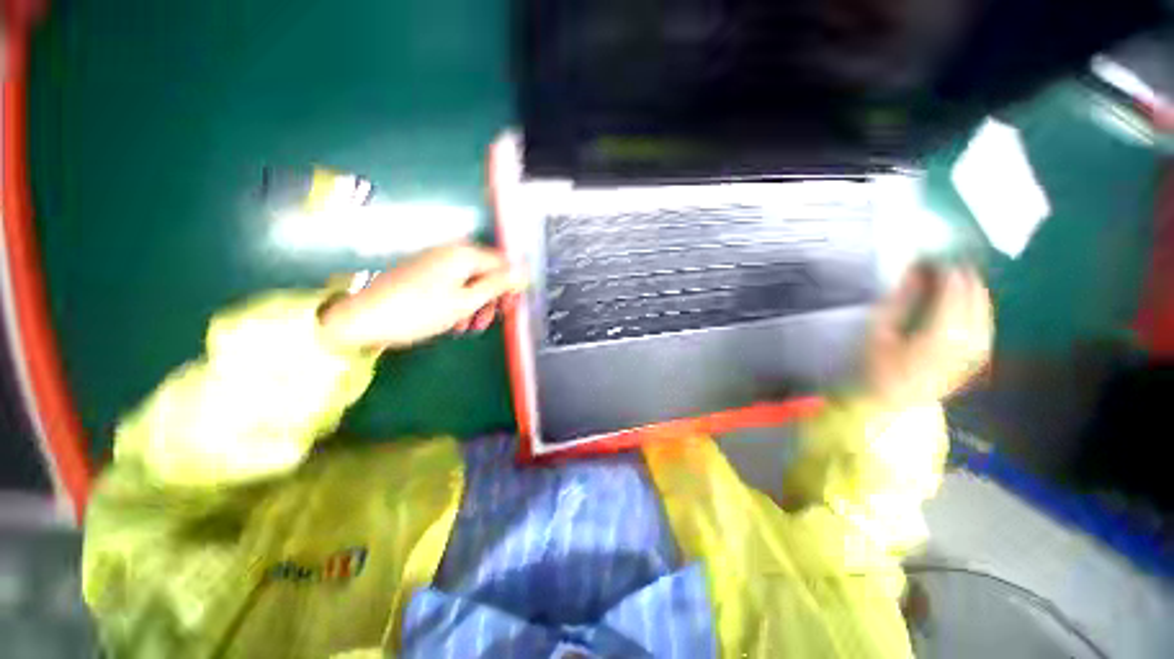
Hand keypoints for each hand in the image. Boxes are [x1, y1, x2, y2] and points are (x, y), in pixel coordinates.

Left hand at [319, 242, 527, 350]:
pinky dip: (459, 301)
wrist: (364, 319)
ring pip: (470, 281)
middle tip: (492, 320)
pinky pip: (453, 284)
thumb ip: (497, 285)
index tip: (512, 307)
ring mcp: (435, 261)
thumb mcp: (465, 301)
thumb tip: (523, 273)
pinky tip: (454, 321)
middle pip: (487, 272)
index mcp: (464, 254)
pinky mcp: (423, 273)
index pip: (503, 263)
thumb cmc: (420, 311)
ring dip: (476, 303)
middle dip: (493, 297)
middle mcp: (451, 251)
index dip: (511, 285)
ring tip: (471, 326)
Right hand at [859, 265, 992, 407]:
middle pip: (975, 307)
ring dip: (979, 298)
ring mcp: (972, 356)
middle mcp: (963, 346)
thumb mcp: (878, 331)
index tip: (940, 261)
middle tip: (957, 266)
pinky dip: (983, 317)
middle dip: (967, 284)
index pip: (952, 297)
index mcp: (936, 337)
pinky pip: (986, 334)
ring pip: (986, 320)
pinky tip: (976, 310)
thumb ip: (899, 301)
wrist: (888, 402)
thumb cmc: (875, 366)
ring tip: (968, 283)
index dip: (950, 276)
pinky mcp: (974, 364)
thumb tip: (915, 273)